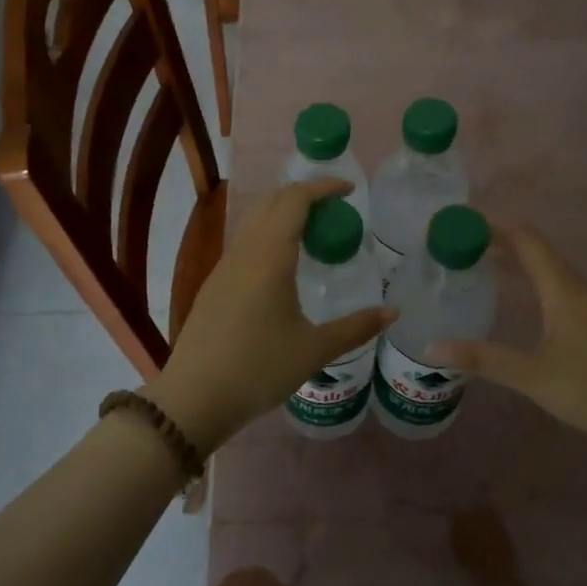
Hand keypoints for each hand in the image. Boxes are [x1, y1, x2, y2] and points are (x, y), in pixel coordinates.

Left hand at [143, 179, 393, 451]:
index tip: (350, 190)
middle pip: (272, 202)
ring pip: (254, 221)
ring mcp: (224, 267)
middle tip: (336, 210)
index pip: (295, 199)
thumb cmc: (259, 369)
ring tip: (314, 235)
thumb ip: (356, 328)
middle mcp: (244, 251)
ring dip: (284, 215)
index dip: (323, 187)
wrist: (193, 398)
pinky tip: (284, 267)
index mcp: (270, 256)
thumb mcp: (314, 350)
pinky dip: (269, 236)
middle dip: (304, 195)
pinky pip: (245, 243)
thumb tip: (393, 312)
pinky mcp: (213, 285)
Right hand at [433, 227, 586, 456]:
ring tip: (472, 265)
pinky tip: (509, 300)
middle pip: (532, 249)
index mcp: (561, 288)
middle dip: (495, 241)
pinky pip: (549, 286)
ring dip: (510, 260)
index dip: (492, 225)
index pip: (525, 239)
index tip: (456, 225)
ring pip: (542, 268)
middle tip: (454, 246)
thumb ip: (485, 360)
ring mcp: (583, 305)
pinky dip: (523, 281)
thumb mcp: (535, 376)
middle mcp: (573, 287)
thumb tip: (431, 348)